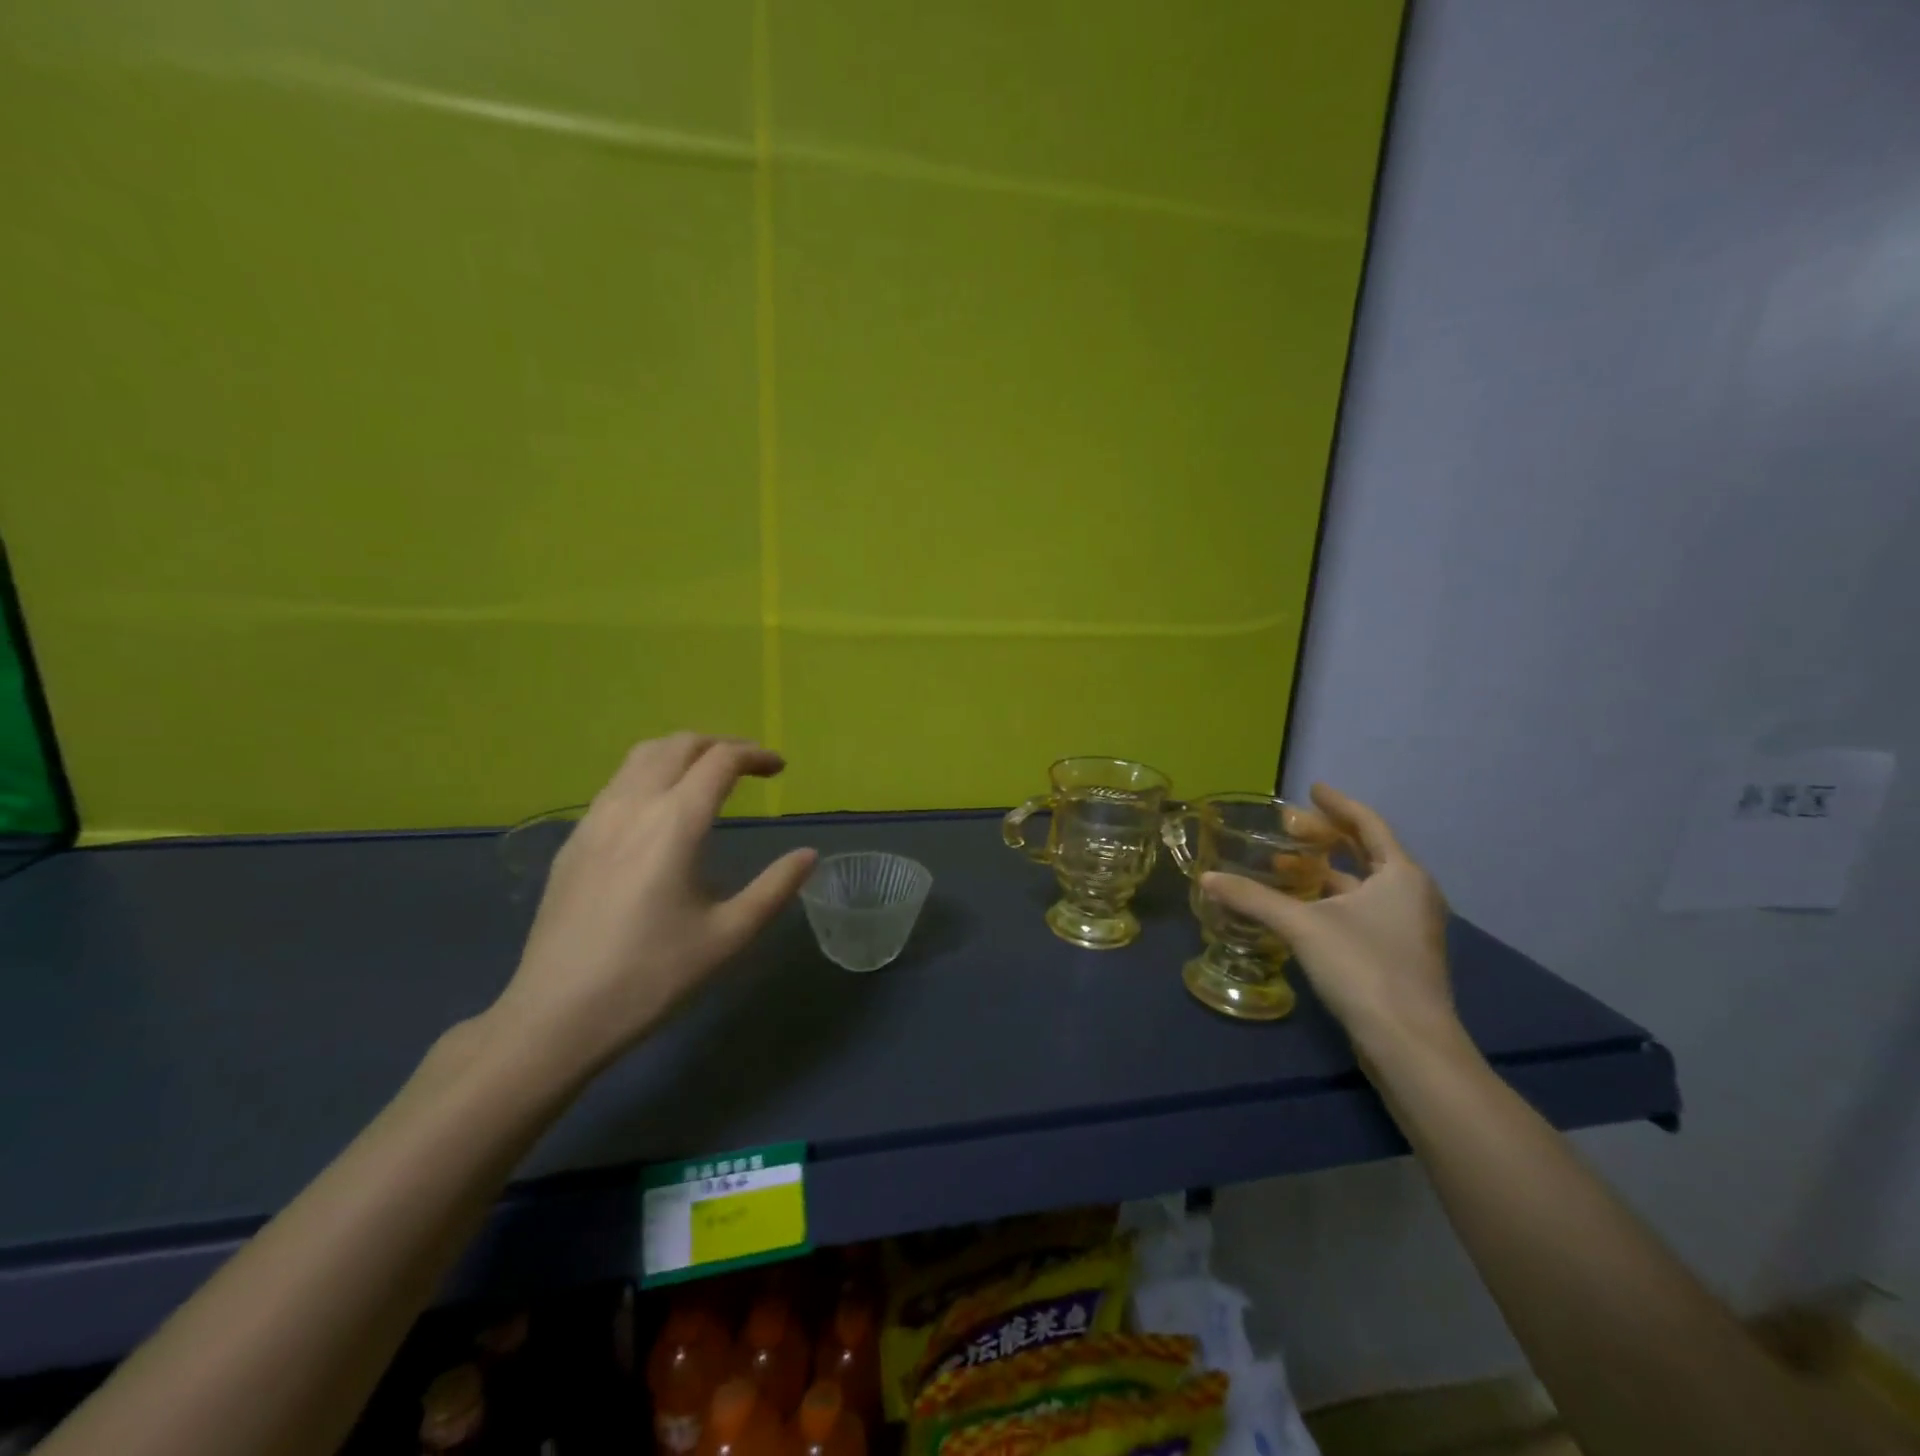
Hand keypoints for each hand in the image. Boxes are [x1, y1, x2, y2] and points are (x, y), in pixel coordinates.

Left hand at [490, 733, 816, 1076]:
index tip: (780, 768)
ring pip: (641, 756)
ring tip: (707, 776)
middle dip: (720, 744)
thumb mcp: (728, 936)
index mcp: (675, 822)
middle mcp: (633, 805)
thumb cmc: (651, 976)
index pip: (721, 761)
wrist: (555, 1016)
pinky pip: (617, 783)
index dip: (756, 755)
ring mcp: (595, 820)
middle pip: (679, 744)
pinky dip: (651, 774)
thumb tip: (808, 855)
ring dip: (682, 753)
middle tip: (749, 766)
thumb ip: (774, 889)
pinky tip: (660, 812)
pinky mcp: (574, 841)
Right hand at [1201, 784, 1456, 1059]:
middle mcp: (1411, 894)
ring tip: (1285, 864)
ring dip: (1326, 870)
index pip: (1368, 823)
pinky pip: (1362, 909)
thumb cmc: (1363, 968)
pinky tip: (1300, 907)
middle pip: (1367, 852)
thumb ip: (1253, 898)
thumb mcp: (1302, 926)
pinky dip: (1331, 898)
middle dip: (1327, 837)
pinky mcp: (1397, 955)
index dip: (1338, 804)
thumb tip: (1205, 878)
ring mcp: (1407, 927)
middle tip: (1288, 827)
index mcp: (1401, 875)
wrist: (1409, 1044)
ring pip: (1363, 884)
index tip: (1312, 789)